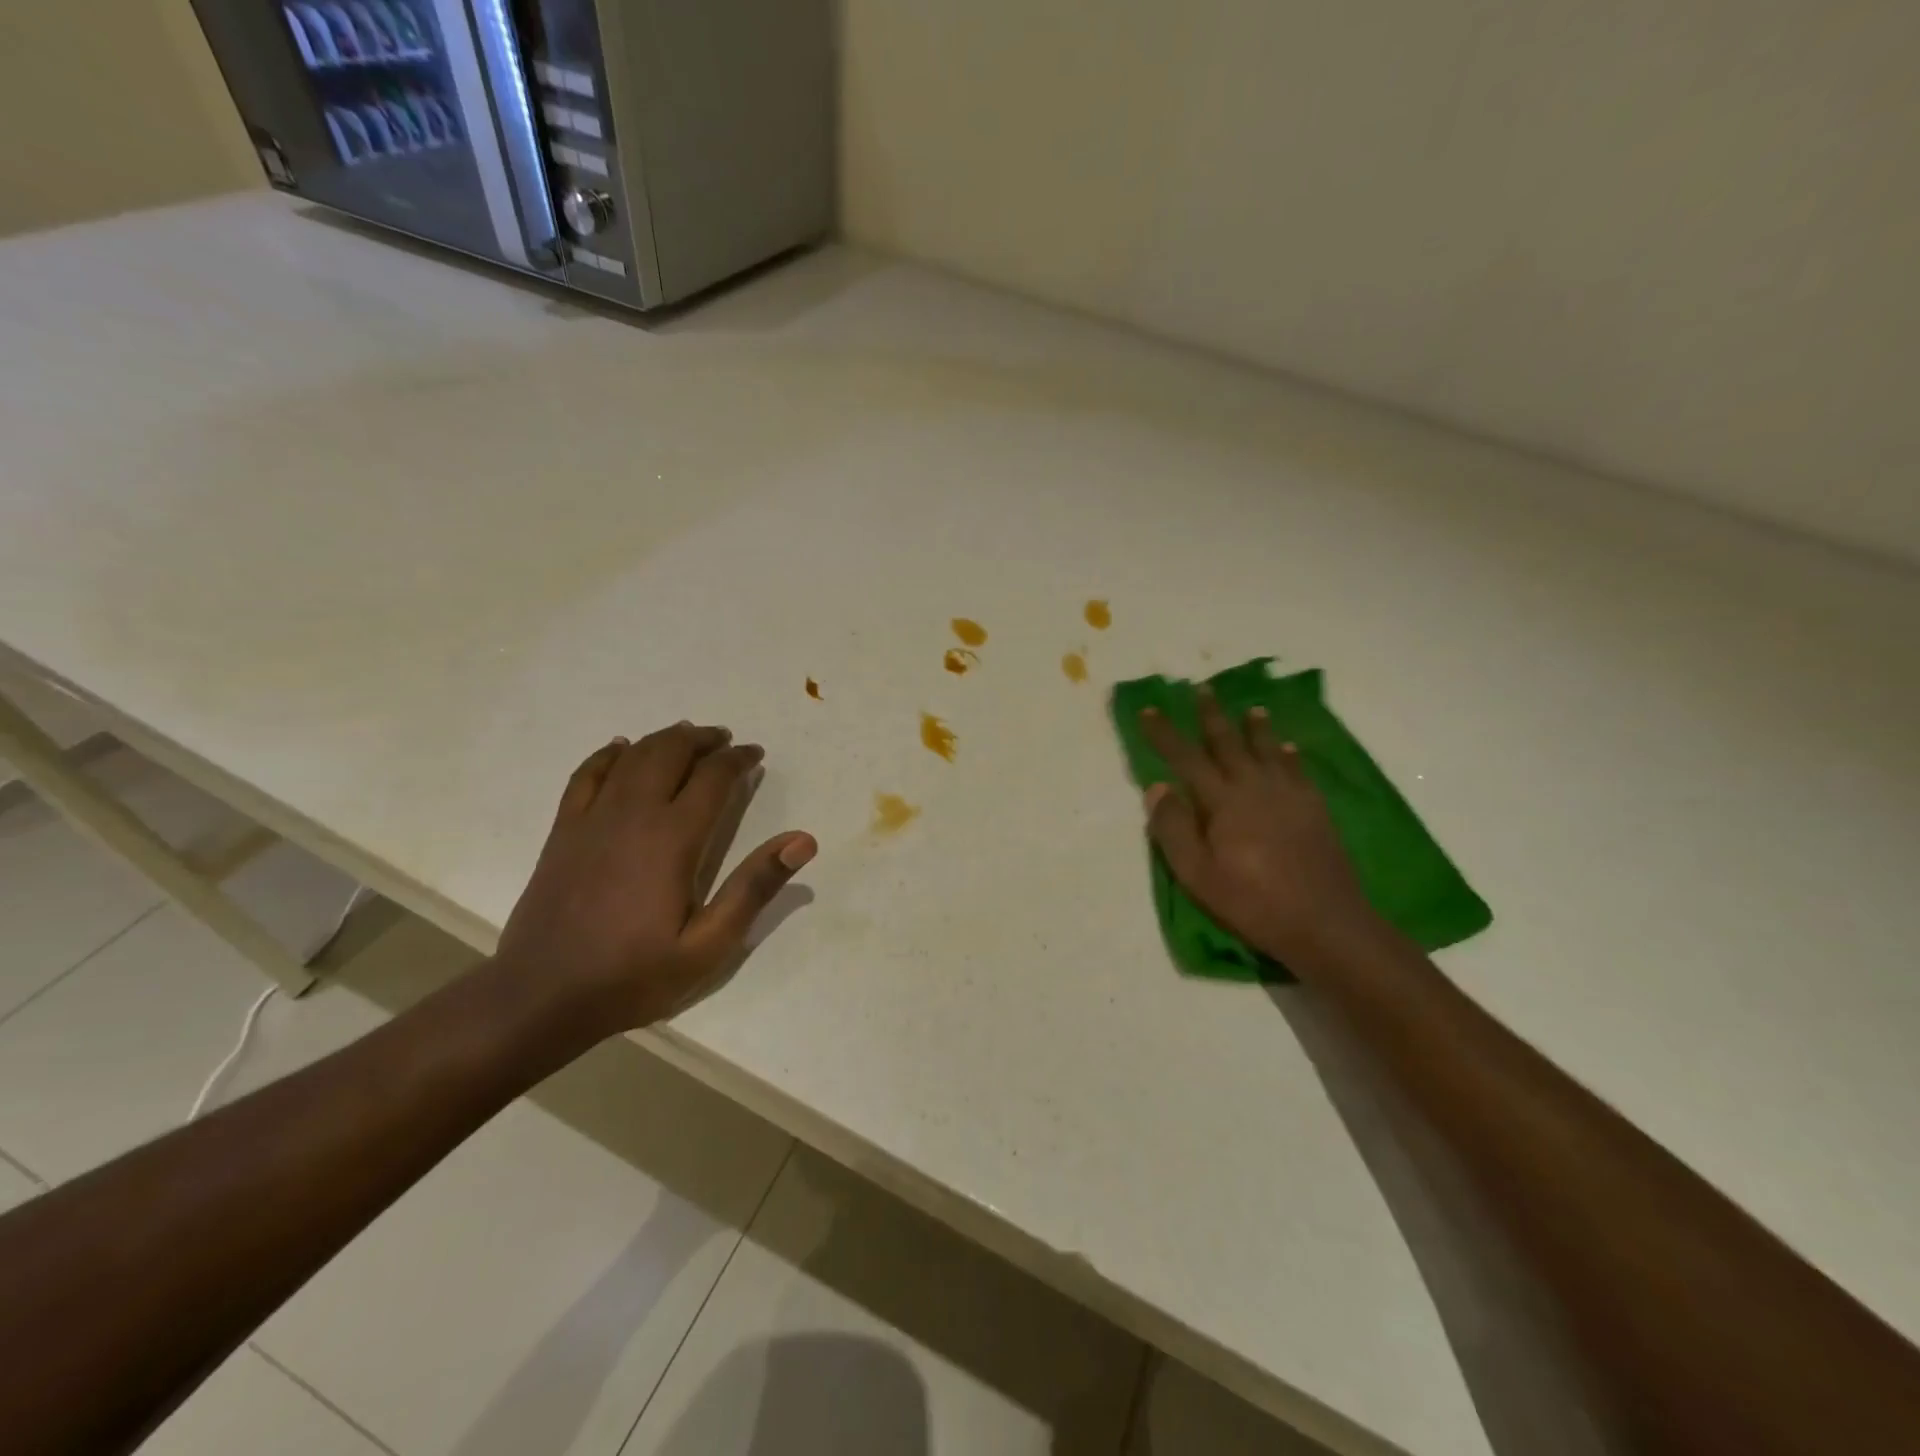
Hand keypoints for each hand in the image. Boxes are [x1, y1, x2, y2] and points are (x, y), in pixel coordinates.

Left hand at [494, 722, 816, 1035]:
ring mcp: (592, 819)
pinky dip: (608, 755)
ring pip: (632, 757)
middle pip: (670, 752)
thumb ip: (754, 887)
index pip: (713, 778)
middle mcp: (633, 815)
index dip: (738, 760)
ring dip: (663, 739)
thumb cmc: (634, 975)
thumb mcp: (708, 945)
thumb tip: (802, 840)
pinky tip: (621, 749)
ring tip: (686, 737)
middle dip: (702, 740)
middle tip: (725, 740)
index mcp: (673, 838)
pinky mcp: (563, 831)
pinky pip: (587, 775)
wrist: (541, 997)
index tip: (755, 755)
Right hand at [1140, 689, 1387, 969]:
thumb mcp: (1197, 874)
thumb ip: (1174, 828)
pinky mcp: (1314, 809)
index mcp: (1223, 801)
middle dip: (1212, 716)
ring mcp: (1289, 795)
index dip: (1165, 734)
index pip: (1186, 758)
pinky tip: (1289, 748)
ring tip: (1252, 709)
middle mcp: (1255, 787)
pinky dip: (1290, 755)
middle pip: (1229, 743)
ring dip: (1256, 728)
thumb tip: (1157, 786)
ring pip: (1268, 750)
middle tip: (1203, 689)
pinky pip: (1298, 770)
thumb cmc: (1251, 901)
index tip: (1149, 709)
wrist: (1324, 922)